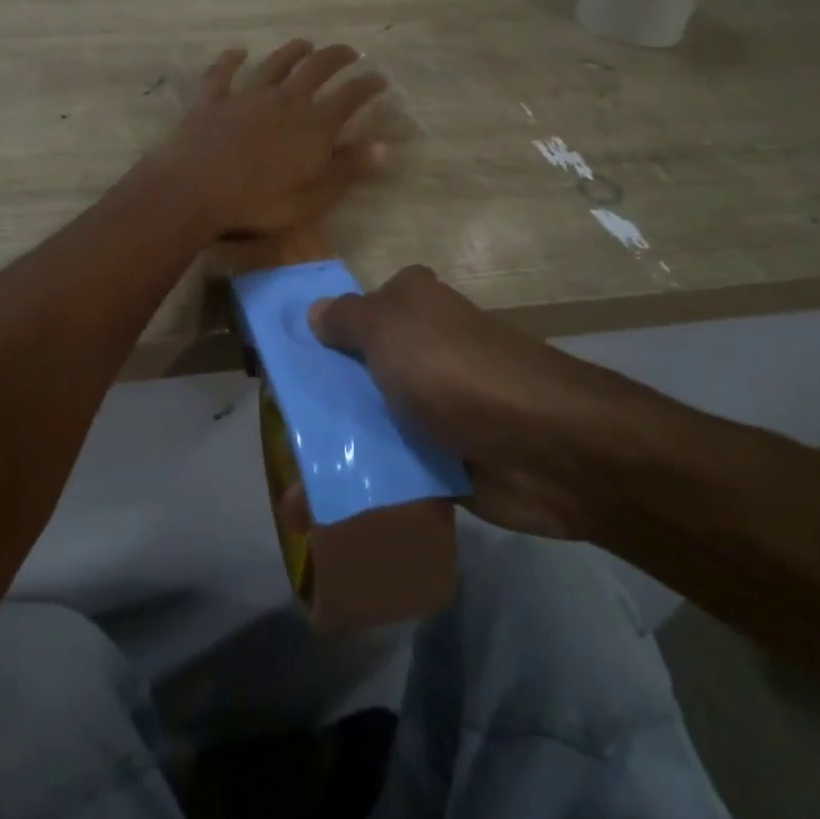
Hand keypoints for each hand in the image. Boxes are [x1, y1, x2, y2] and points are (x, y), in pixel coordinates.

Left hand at [151, 40, 386, 238]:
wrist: (193, 191)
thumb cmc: (258, 203)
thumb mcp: (312, 198)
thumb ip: (346, 170)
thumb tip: (381, 146)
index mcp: (313, 126)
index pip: (350, 97)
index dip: (368, 85)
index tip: (379, 78)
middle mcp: (285, 100)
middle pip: (316, 68)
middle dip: (337, 57)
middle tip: (350, 52)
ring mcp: (246, 96)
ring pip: (275, 64)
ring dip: (292, 51)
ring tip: (305, 44)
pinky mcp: (213, 99)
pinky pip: (223, 72)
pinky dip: (232, 59)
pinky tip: (237, 52)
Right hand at [309, 266, 657, 538]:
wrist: (546, 447)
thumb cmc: (454, 368)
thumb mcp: (389, 328)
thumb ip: (346, 319)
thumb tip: (315, 311)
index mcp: (411, 305)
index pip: (352, 312)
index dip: (317, 336)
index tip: (278, 368)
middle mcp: (422, 349)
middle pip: (355, 371)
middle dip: (317, 403)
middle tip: (274, 437)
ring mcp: (434, 405)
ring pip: (371, 423)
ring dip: (336, 454)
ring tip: (290, 495)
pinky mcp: (445, 458)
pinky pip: (394, 469)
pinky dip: (365, 488)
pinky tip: (323, 514)